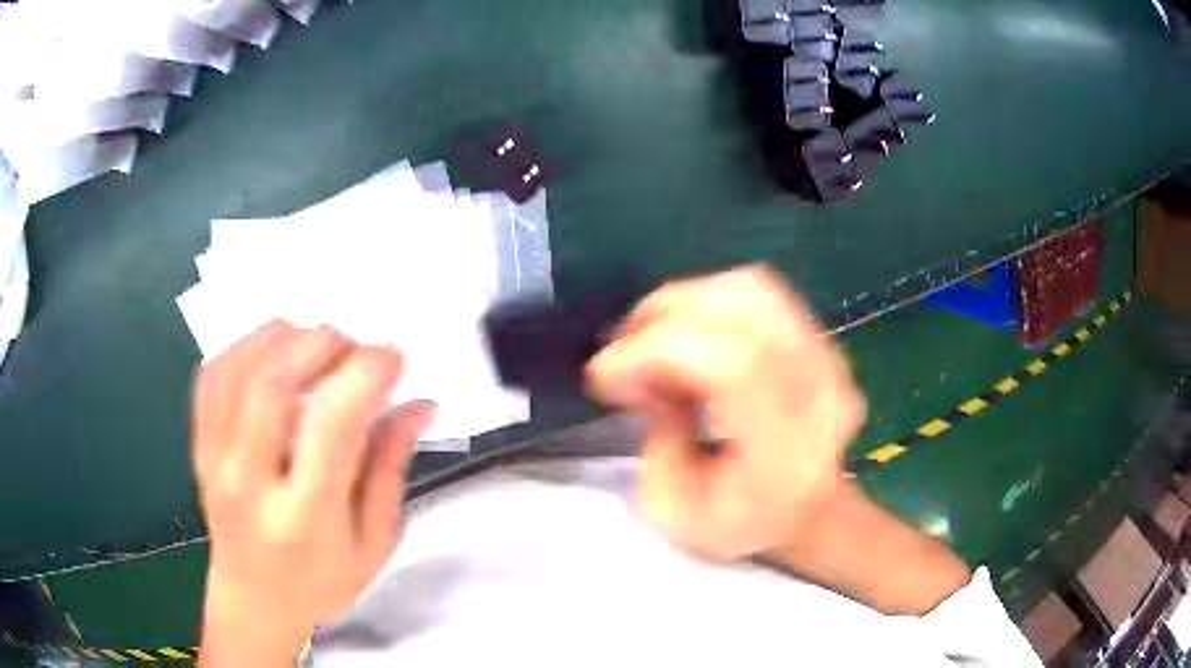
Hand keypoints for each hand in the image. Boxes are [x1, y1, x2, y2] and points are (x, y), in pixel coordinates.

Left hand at [193, 321, 435, 664]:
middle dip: (320, 343)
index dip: (366, 375)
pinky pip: (211, 377)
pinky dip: (244, 347)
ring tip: (315, 342)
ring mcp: (216, 462)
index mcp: (305, 518)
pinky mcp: (199, 449)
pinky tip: (272, 350)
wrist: (254, 602)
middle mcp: (252, 484)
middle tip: (352, 345)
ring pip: (237, 369)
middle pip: (272, 383)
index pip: (332, 428)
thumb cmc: (321, 582)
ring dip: (282, 337)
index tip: (392, 358)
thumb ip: (391, 469)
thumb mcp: (373, 544)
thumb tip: (419, 404)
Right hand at [586, 266, 865, 560]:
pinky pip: (758, 293)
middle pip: (738, 310)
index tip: (608, 378)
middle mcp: (817, 389)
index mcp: (787, 448)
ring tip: (650, 339)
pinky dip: (708, 300)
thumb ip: (652, 439)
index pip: (731, 362)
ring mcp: (825, 356)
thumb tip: (641, 374)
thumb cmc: (741, 524)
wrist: (809, 511)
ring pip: (748, 289)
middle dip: (658, 320)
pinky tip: (686, 333)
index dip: (657, 352)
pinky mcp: (819, 338)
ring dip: (682, 303)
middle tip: (621, 357)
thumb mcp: (674, 511)